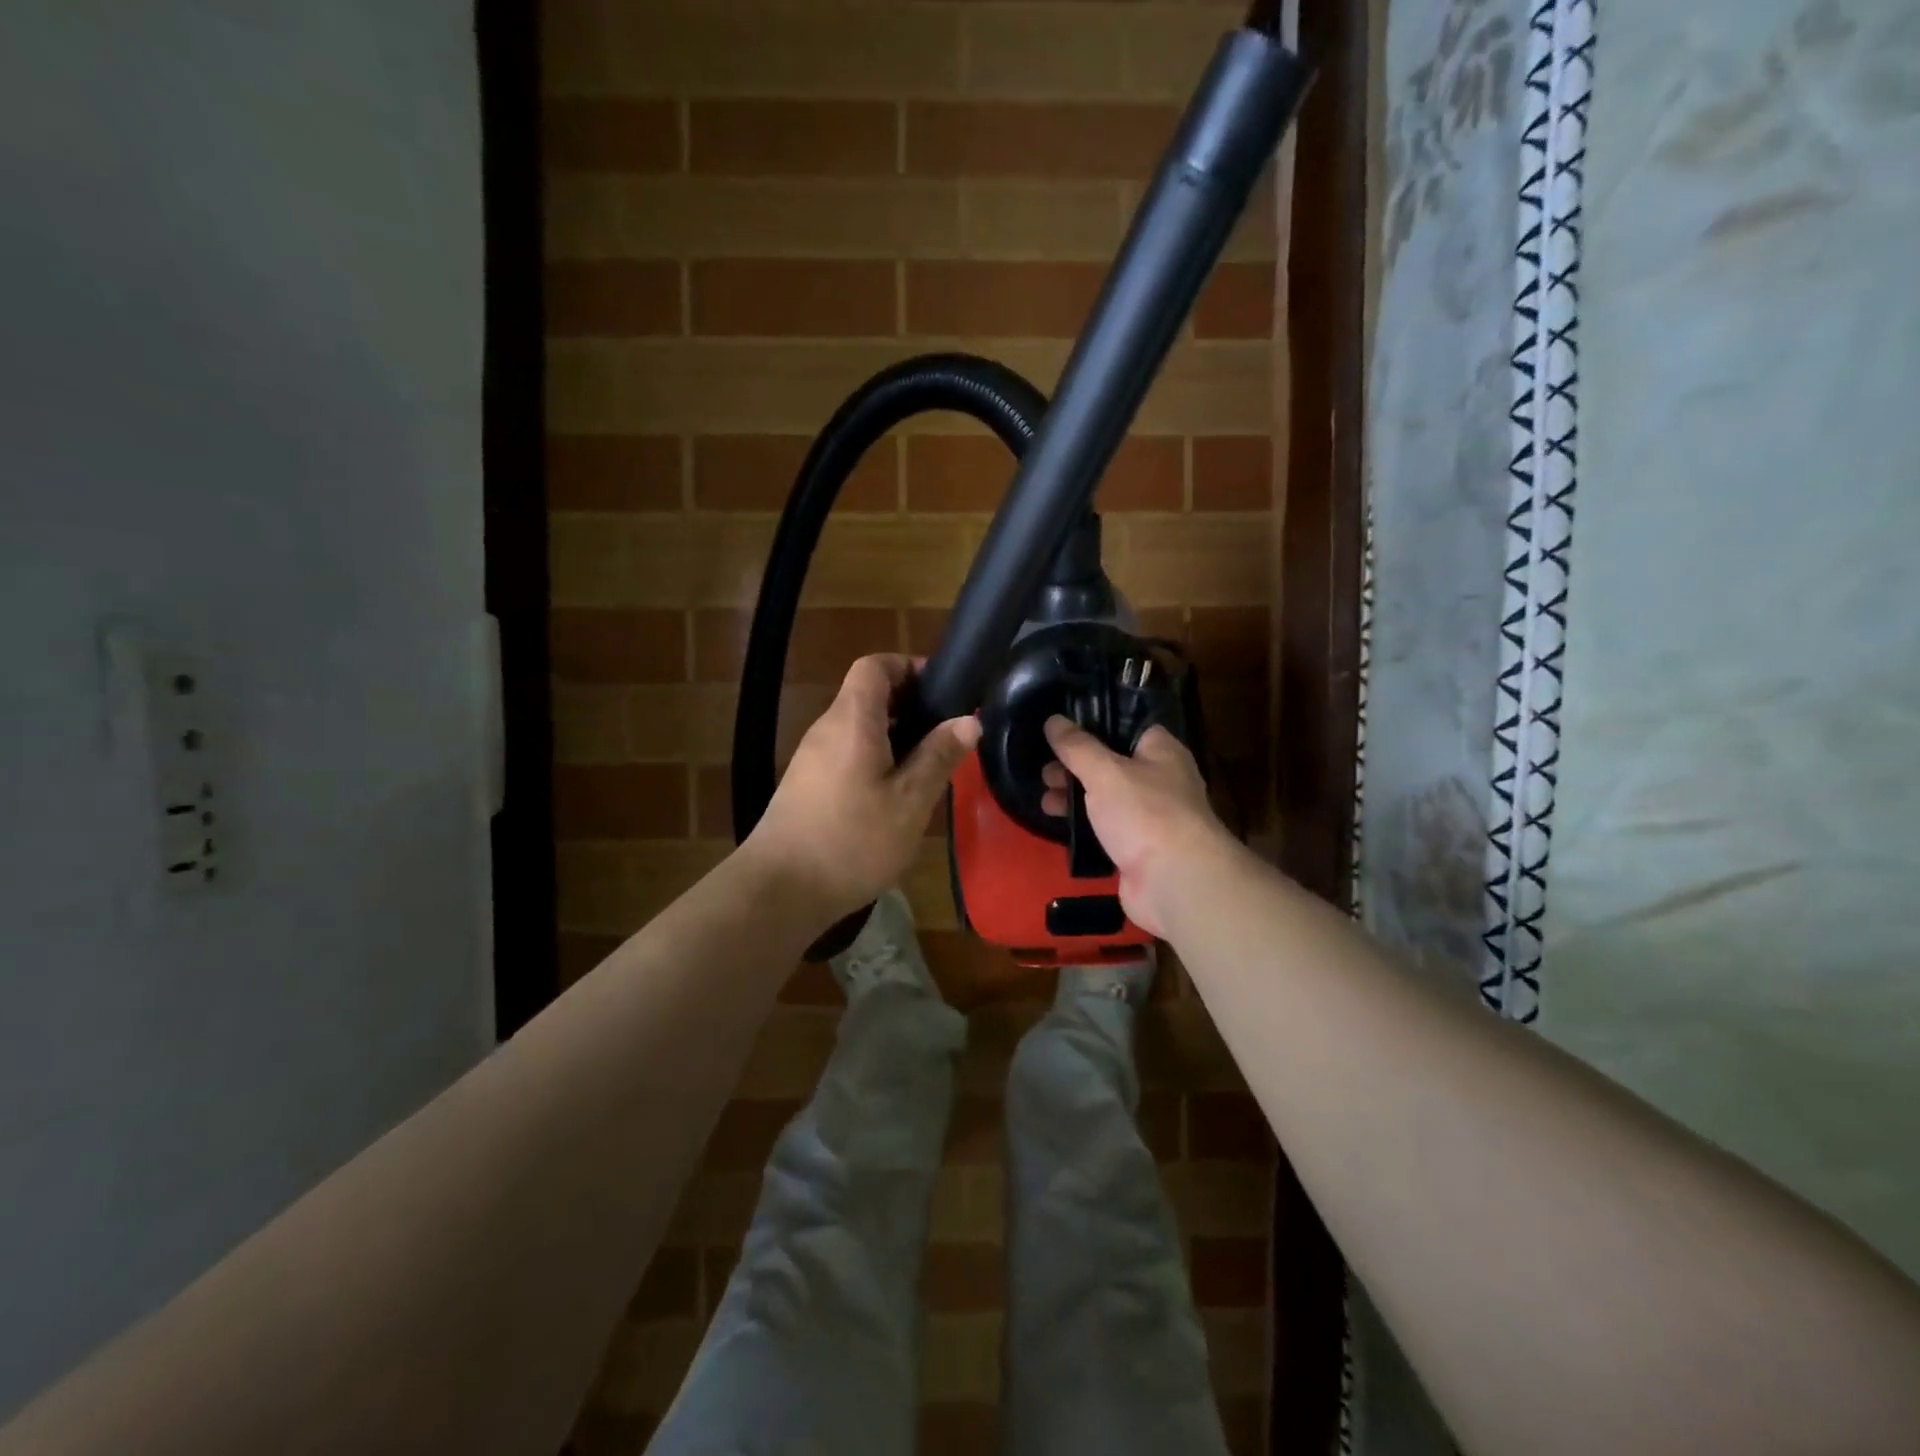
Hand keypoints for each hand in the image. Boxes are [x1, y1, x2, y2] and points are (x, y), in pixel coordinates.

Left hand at [744, 655, 980, 922]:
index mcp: (852, 720)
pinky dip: (874, 759)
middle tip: (945, 735)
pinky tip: (894, 797)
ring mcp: (812, 758)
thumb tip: (969, 719)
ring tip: (927, 768)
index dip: (908, 666)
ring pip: (859, 728)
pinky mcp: (806, 785)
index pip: (874, 665)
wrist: (780, 890)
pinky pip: (846, 754)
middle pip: (867, 695)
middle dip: (910, 706)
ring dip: (895, 736)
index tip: (941, 690)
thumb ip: (939, 756)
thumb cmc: (852, 841)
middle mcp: (827, 729)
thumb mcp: (910, 801)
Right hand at [1041, 715, 1238, 937]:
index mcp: (1162, 752)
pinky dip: (1084, 827)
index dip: (1096, 727)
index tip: (1061, 731)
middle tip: (1045, 773)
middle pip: (1112, 765)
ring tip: (1045, 801)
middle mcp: (1160, 781)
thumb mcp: (1105, 772)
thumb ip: (1076, 747)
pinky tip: (1059, 825)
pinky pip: (1106, 830)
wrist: (1174, 882)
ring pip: (1106, 799)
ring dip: (1075, 798)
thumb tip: (1053, 720)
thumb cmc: (1145, 813)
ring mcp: (1150, 818)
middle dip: (1076, 768)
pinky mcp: (1138, 850)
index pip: (1129, 727)